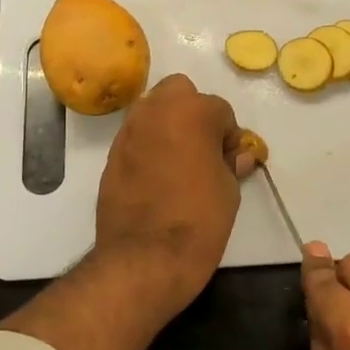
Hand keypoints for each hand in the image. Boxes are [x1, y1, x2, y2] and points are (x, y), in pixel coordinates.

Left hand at [94, 74, 253, 316]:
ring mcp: (129, 131)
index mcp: (192, 112)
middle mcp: (156, 110)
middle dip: (192, 111)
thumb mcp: (228, 191)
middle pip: (179, 91)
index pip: (219, 109)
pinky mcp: (111, 155)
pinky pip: (135, 136)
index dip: (228, 135)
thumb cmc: (198, 220)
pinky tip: (156, 176)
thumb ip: (230, 163)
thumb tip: (237, 156)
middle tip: (202, 146)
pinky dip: (148, 145)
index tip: (229, 159)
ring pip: (152, 109)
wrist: (145, 258)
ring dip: (167, 124)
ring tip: (179, 160)